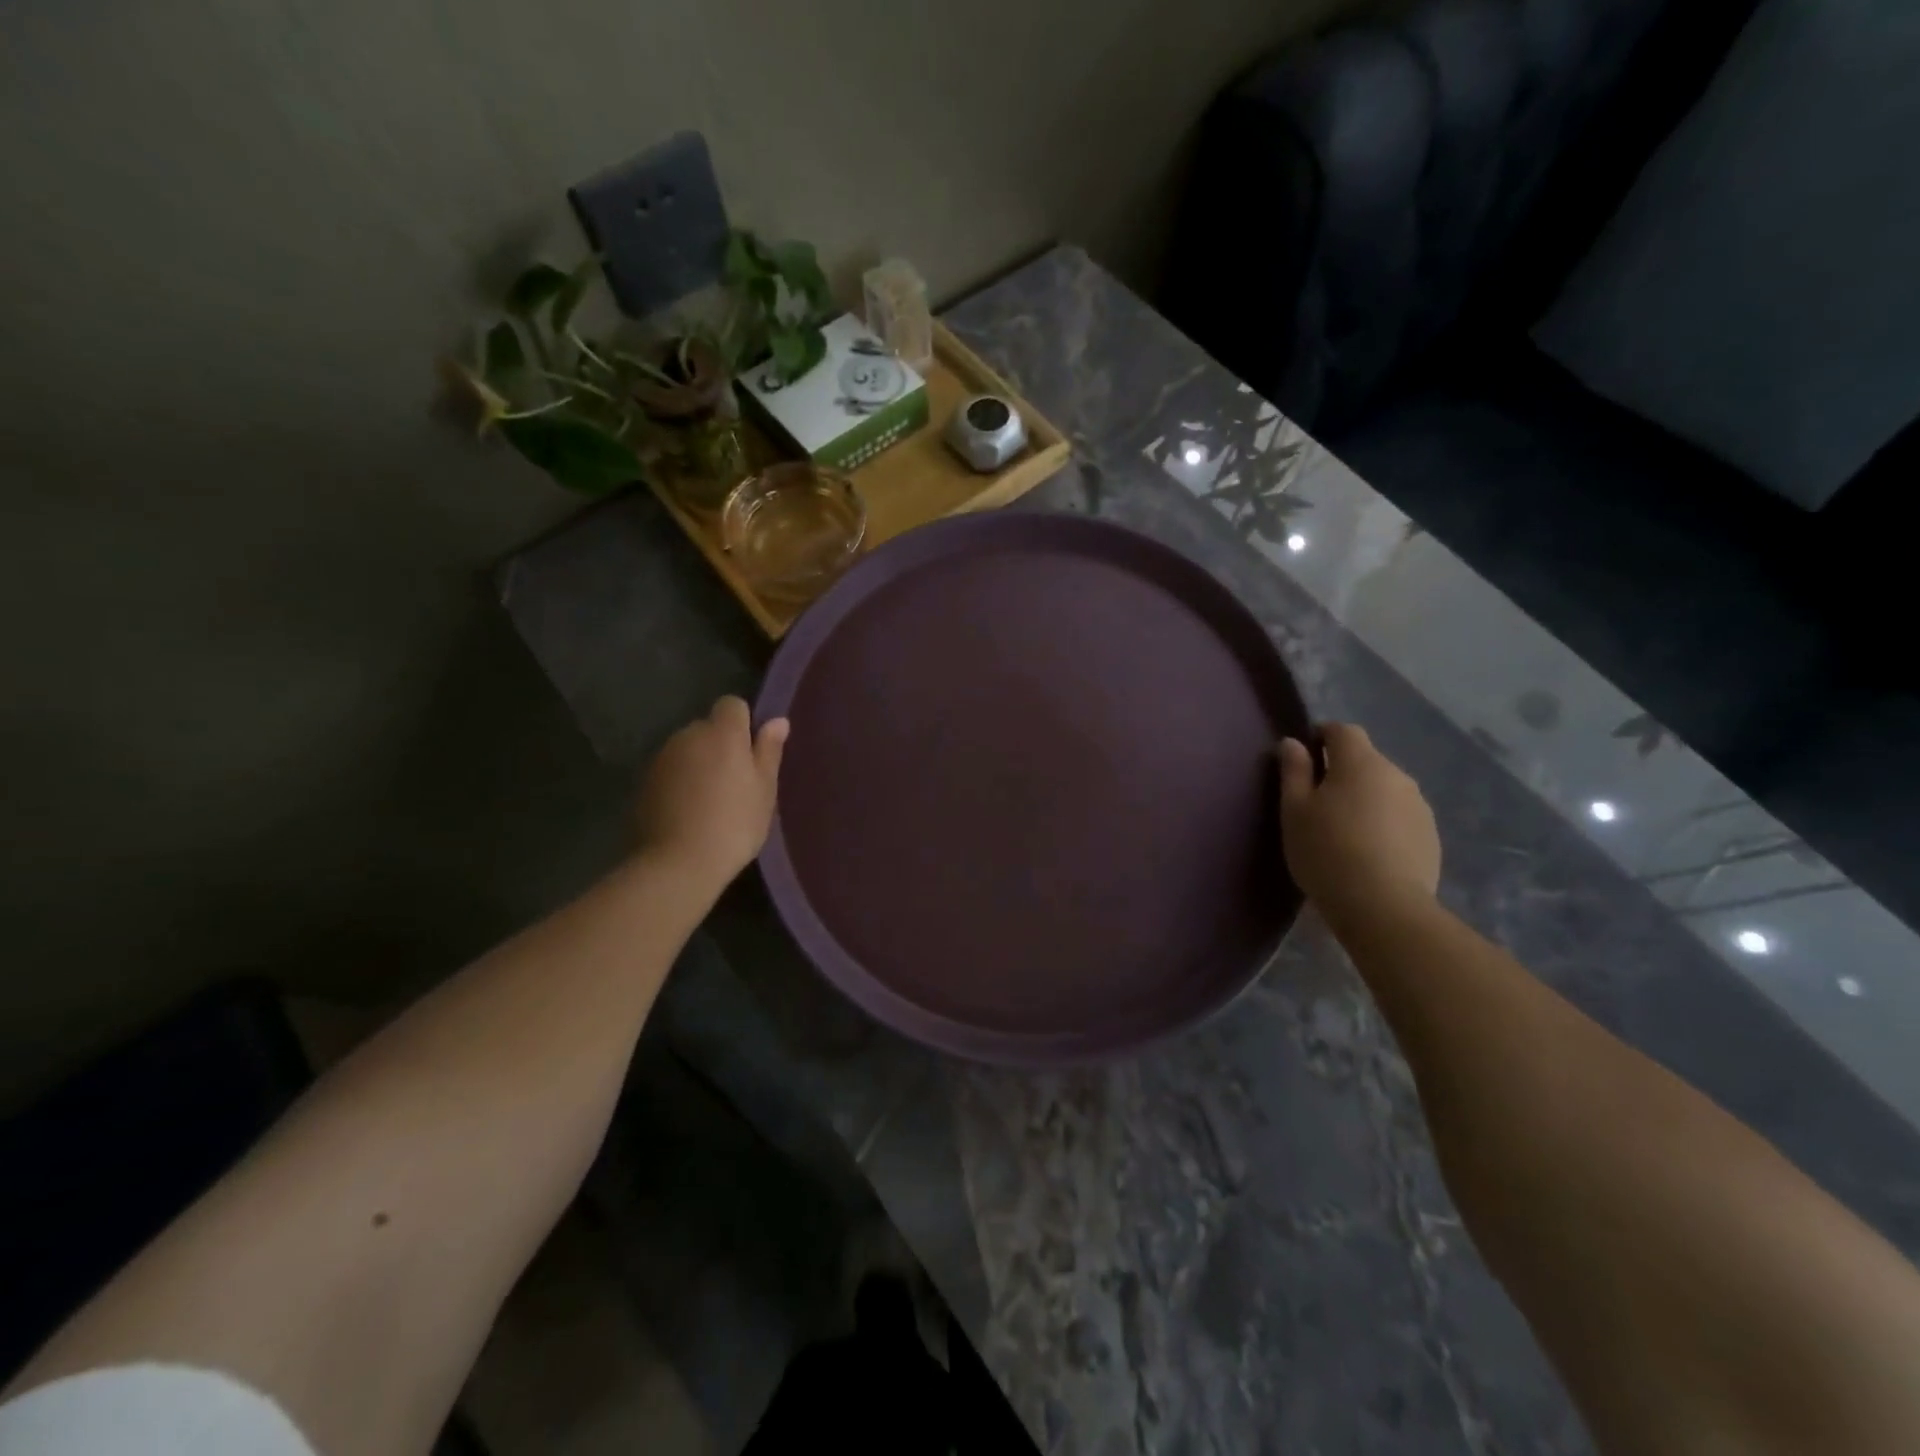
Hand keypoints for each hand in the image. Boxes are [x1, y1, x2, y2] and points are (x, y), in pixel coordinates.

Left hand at [634, 697, 788, 888]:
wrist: (677, 863)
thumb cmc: (734, 824)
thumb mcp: (764, 790)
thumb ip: (769, 751)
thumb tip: (777, 721)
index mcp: (722, 733)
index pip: (732, 705)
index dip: (743, 723)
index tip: (752, 753)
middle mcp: (688, 735)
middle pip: (708, 727)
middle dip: (721, 745)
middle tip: (736, 782)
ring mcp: (662, 758)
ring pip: (688, 749)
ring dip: (699, 764)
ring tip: (711, 800)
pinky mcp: (644, 781)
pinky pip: (671, 770)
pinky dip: (681, 782)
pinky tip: (689, 811)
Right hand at [1278, 723, 1439, 923]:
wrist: (1383, 907)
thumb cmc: (1327, 851)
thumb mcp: (1294, 810)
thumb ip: (1294, 771)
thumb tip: (1293, 743)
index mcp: (1361, 762)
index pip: (1342, 731)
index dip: (1321, 737)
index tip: (1304, 758)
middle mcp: (1397, 775)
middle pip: (1365, 760)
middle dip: (1342, 772)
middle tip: (1317, 803)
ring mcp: (1419, 806)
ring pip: (1384, 789)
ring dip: (1365, 798)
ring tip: (1344, 830)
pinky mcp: (1431, 836)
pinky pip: (1400, 816)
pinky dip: (1383, 823)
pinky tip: (1368, 852)